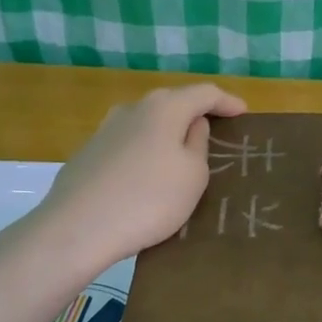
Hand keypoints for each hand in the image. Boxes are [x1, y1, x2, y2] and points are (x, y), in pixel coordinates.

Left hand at [29, 83, 246, 272]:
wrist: (78, 228)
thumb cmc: (149, 199)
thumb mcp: (192, 175)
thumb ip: (198, 144)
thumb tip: (193, 125)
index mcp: (165, 108)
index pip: (204, 93)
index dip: (226, 101)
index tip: (243, 113)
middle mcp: (133, 108)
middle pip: (172, 102)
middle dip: (194, 113)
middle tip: (214, 131)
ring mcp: (106, 130)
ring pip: (147, 123)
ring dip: (167, 133)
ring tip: (181, 153)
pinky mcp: (88, 154)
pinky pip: (128, 144)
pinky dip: (145, 151)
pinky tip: (147, 174)